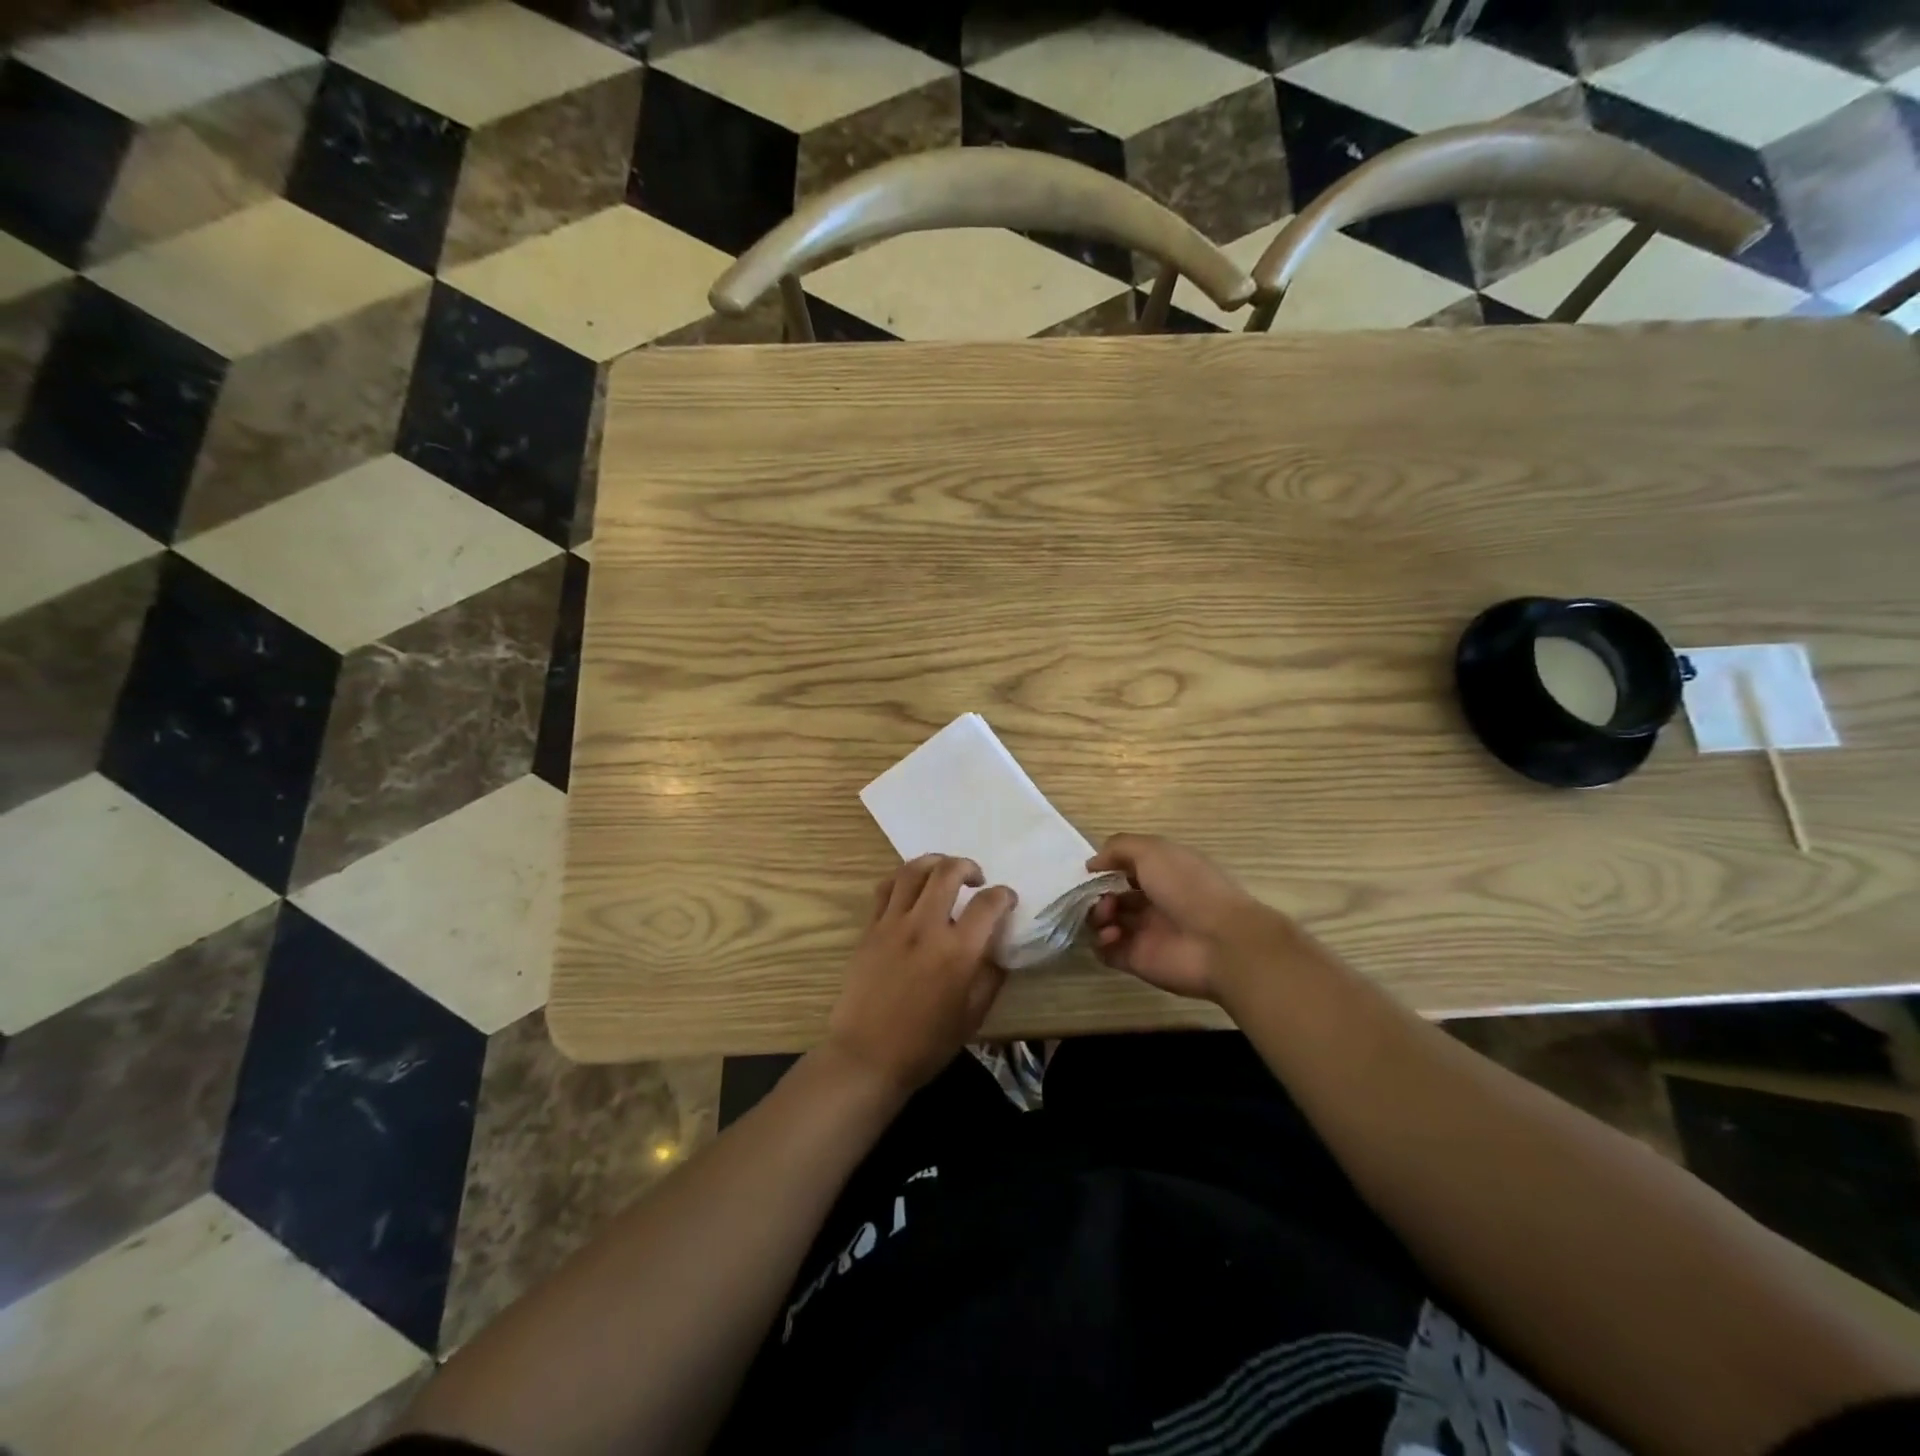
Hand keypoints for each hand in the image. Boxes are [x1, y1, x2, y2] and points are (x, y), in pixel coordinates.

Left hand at [825, 855, 1016, 1095]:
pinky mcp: (870, 928)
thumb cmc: (925, 1044)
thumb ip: (990, 977)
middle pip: (949, 872)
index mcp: (957, 951)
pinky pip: (886, 888)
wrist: (866, 1056)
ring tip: (943, 871)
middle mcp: (926, 927)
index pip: (989, 903)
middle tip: (976, 879)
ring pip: (913, 870)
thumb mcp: (972, 1016)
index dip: (1004, 895)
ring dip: (935, 862)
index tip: (1007, 900)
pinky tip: (911, 887)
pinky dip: (903, 878)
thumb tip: (997, 950)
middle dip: (968, 866)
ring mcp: (893, 924)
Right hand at [1086, 834, 1285, 1002]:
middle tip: (1101, 897)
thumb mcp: (1153, 851)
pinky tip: (1112, 935)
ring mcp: (1144, 933)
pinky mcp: (1137, 960)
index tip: (1092, 870)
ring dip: (1097, 916)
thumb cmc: (1188, 887)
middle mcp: (1153, 902)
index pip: (1126, 869)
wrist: (1221, 943)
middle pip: (1112, 896)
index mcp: (1163, 874)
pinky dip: (1101, 942)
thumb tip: (1092, 864)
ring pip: (1105, 922)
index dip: (1107, 867)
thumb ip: (1118, 848)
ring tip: (1108, 916)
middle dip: (1097, 893)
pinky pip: (1106, 951)